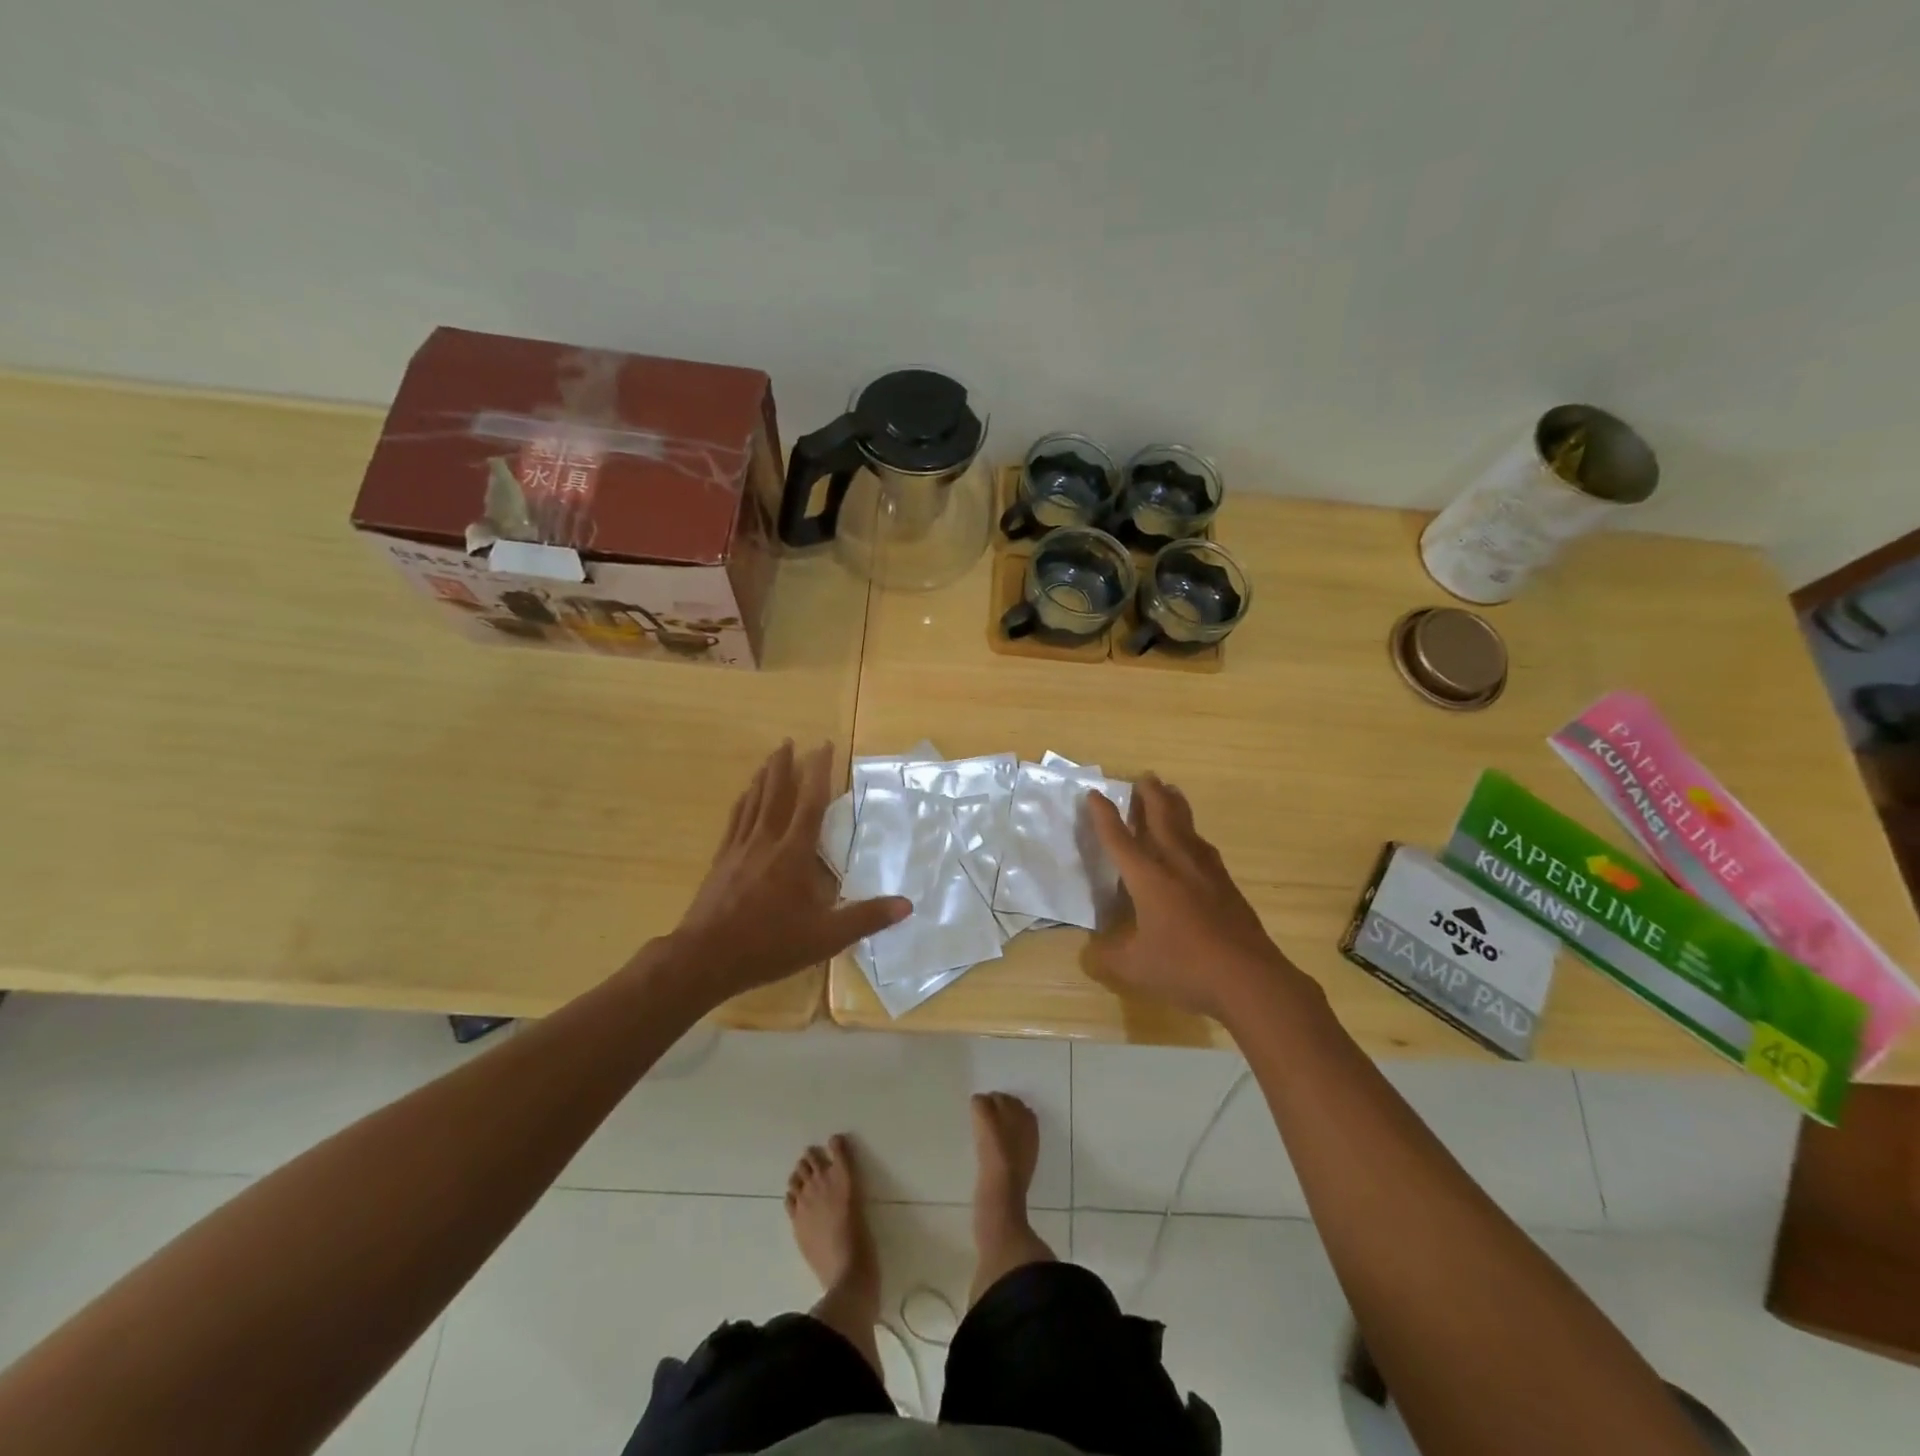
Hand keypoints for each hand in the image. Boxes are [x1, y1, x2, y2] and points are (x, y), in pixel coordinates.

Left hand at [667, 741, 909, 1005]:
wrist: (706, 957)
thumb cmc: (769, 945)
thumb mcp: (825, 937)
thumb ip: (866, 918)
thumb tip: (907, 905)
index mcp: (794, 853)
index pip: (810, 802)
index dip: (819, 772)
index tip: (824, 746)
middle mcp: (766, 842)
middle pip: (776, 793)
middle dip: (784, 765)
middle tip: (789, 741)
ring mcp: (739, 849)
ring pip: (752, 802)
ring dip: (762, 778)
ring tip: (768, 760)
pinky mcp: (720, 861)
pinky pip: (734, 821)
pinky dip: (742, 803)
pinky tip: (742, 798)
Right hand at [1086, 774, 1307, 1020]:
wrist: (1249, 978)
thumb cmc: (1185, 968)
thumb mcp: (1134, 968)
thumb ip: (1107, 958)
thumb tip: (1089, 953)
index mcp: (1148, 878)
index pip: (1120, 839)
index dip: (1104, 815)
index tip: (1094, 794)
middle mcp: (1176, 864)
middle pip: (1161, 818)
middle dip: (1150, 795)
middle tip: (1144, 776)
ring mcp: (1207, 873)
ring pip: (1187, 827)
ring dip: (1176, 806)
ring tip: (1171, 792)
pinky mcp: (1227, 886)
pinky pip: (1204, 847)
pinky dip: (1193, 834)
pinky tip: (1196, 841)